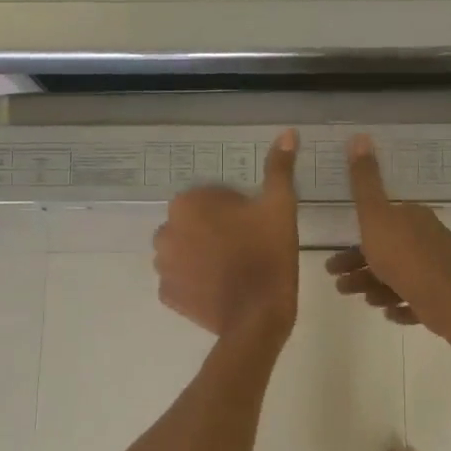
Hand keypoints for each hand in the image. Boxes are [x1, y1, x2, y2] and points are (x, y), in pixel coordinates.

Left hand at [153, 132, 299, 336]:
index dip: (237, 210)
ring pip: (184, 250)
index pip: (212, 197)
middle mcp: (165, 230)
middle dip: (215, 231)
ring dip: (201, 254)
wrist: (257, 317)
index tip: (256, 226)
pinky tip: (219, 288)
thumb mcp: (280, 206)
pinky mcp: (166, 295)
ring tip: (233, 270)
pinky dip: (195, 281)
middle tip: (247, 248)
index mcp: (189, 204)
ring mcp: (162, 265)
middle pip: (194, 223)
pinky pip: (181, 280)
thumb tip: (288, 133)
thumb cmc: (269, 254)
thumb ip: (279, 168)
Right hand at [327, 134, 450, 337]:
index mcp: (415, 216)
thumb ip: (365, 181)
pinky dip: (403, 303)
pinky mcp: (448, 295)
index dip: (357, 239)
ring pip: (402, 275)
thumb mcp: (375, 216)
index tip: (334, 258)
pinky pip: (419, 297)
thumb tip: (360, 136)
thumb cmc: (404, 258)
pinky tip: (389, 312)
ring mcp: (443, 267)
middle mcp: (432, 237)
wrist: (447, 302)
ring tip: (362, 301)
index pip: (382, 222)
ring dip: (377, 287)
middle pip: (389, 250)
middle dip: (361, 267)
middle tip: (340, 284)